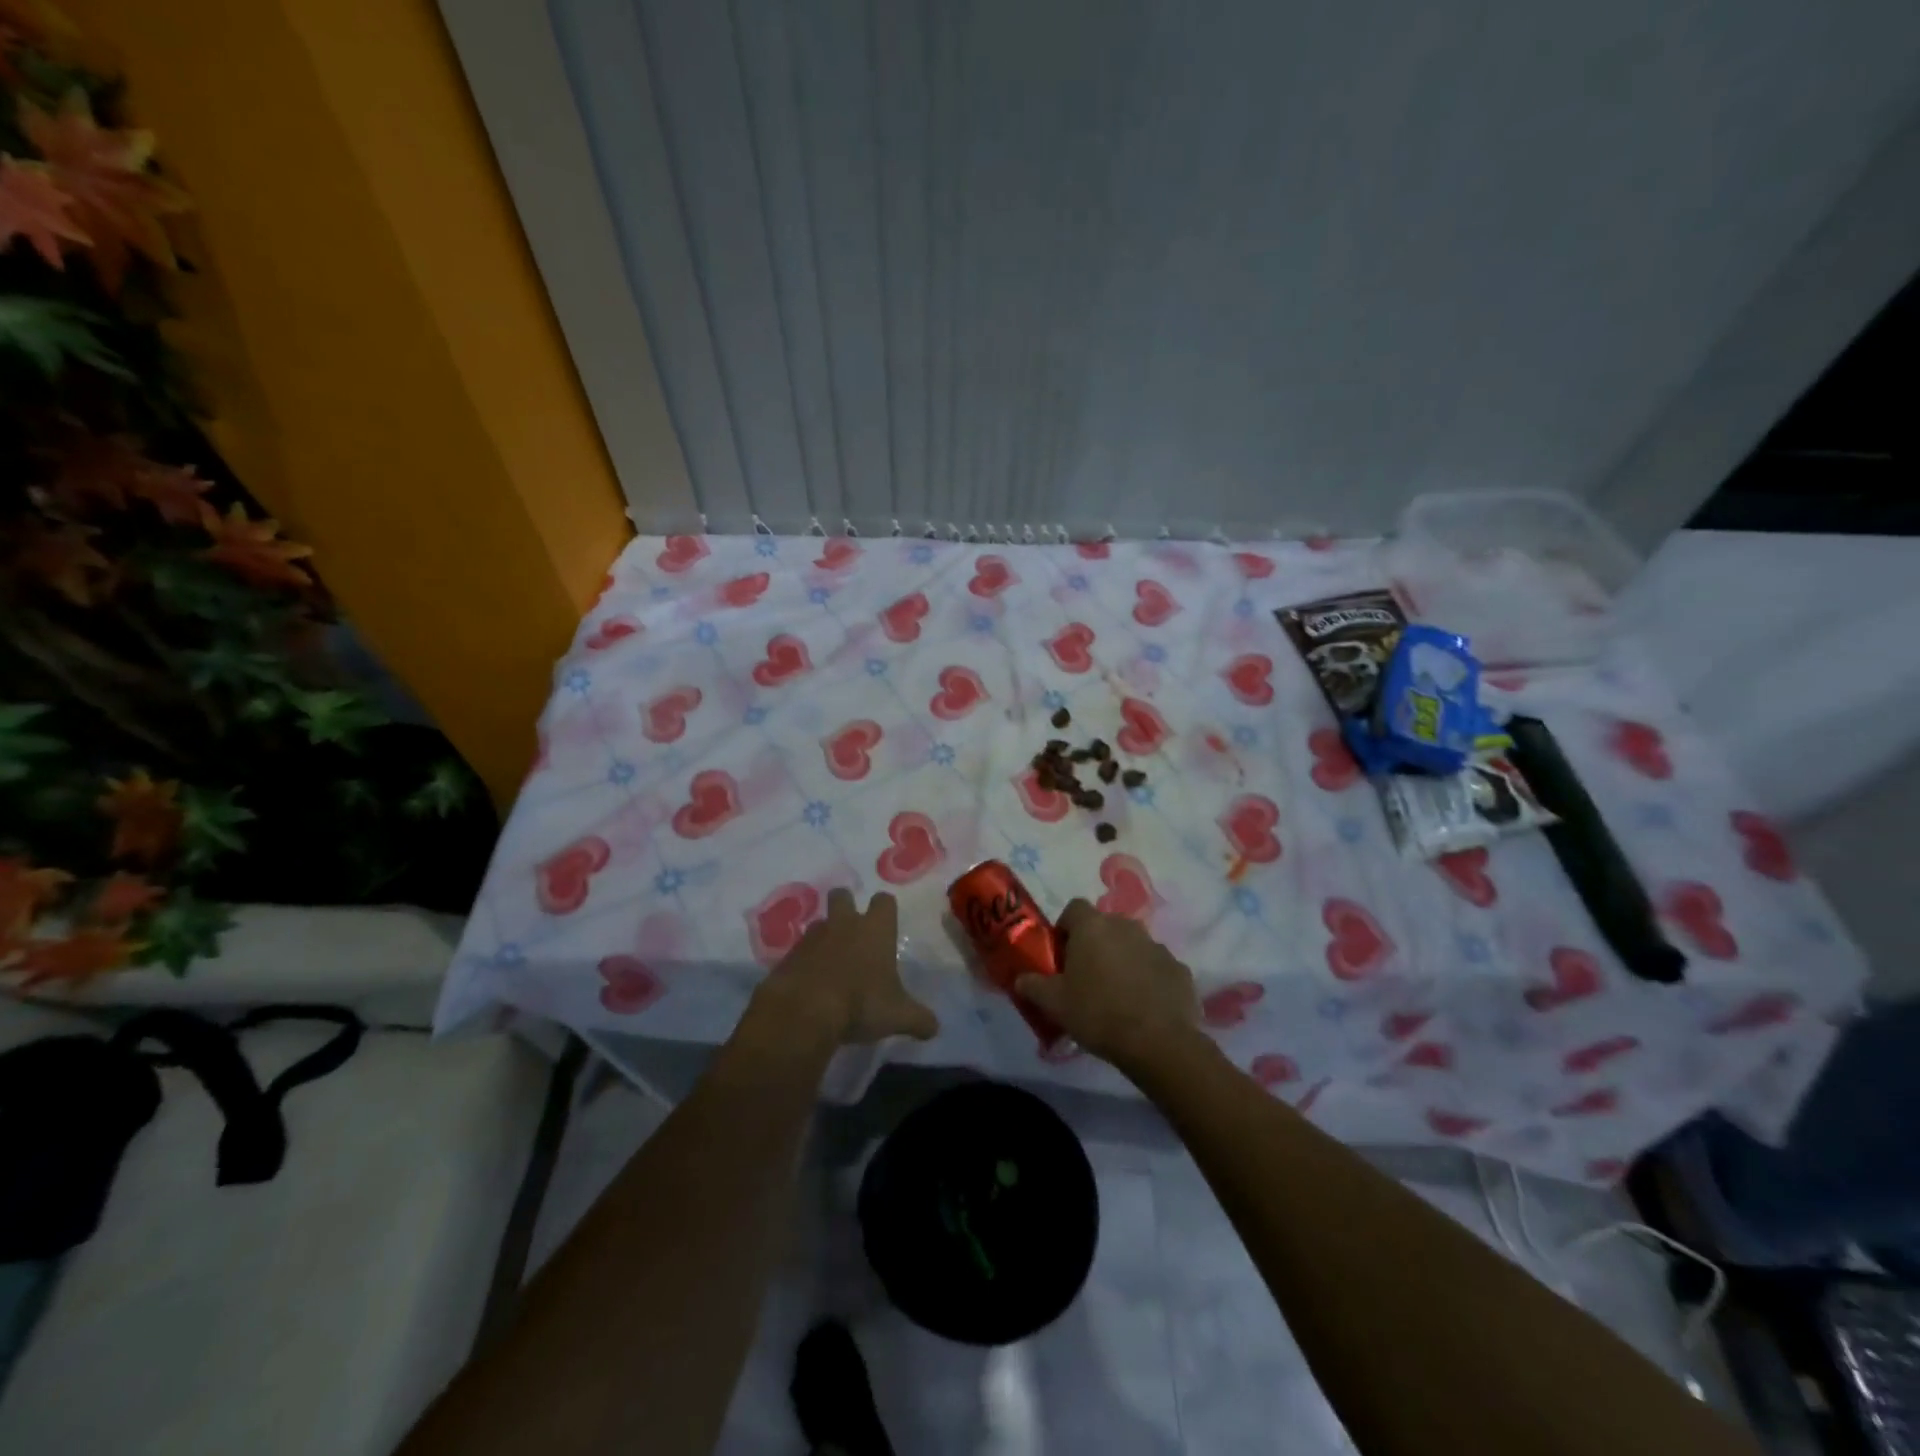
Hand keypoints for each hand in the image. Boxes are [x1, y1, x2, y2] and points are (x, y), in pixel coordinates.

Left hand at [751, 888, 938, 1048]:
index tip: (887, 924)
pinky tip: (809, 984)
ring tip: (830, 962)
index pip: (884, 901)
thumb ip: (919, 1019)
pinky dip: (804, 963)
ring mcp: (811, 938)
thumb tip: (935, 1028)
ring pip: (819, 923)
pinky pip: (798, 952)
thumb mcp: (898, 1016)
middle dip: (846, 905)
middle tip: (852, 930)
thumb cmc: (860, 1003)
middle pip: (842, 896)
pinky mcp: (787, 956)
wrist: (804, 1012)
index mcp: (875, 930)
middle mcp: (843, 925)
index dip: (886, 909)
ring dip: (824, 937)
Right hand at [1015, 899, 1200, 1073]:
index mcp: (1093, 926)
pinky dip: (1148, 979)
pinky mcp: (1179, 968)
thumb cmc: (1098, 1013)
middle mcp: (1126, 926)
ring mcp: (1157, 946)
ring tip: (1116, 995)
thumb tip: (1020, 979)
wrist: (1158, 1042)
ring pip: (1132, 946)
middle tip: (1086, 978)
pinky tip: (1143, 1008)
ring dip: (1122, 961)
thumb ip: (1033, 985)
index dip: (1065, 928)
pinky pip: (1156, 967)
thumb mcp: (1054, 1004)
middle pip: (1104, 927)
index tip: (1061, 955)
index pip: (1074, 908)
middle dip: (1094, 946)